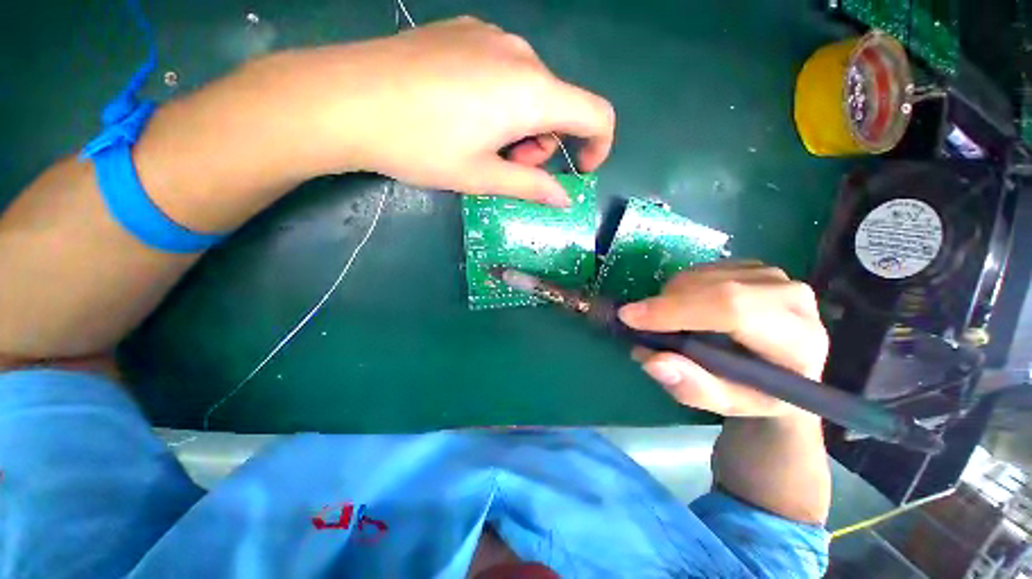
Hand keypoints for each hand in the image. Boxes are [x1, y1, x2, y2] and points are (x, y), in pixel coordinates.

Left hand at [244, 17, 614, 205]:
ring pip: (532, 89)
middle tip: (508, 164)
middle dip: (544, 143)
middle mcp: (521, 55)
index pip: (596, 114)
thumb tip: (563, 199)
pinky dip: (503, 100)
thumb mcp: (481, 176)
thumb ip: (531, 186)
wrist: (347, 99)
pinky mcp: (466, 32)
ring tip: (483, 142)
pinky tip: (465, 112)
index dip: (599, 145)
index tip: (581, 170)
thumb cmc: (421, 146)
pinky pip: (506, 70)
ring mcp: (491, 36)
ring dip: (523, 124)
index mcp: (531, 93)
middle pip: (559, 105)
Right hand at [617, 262, 828, 418]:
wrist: (782, 370)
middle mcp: (791, 297)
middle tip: (637, 322)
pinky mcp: (754, 266)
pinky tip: (684, 309)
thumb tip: (653, 360)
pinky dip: (679, 289)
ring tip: (666, 324)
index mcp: (797, 339)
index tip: (629, 317)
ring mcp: (773, 276)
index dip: (676, 311)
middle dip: (666, 304)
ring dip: (671, 298)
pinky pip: (701, 270)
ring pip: (702, 276)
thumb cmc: (754, 393)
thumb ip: (692, 387)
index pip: (733, 309)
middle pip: (715, 287)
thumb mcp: (725, 403)